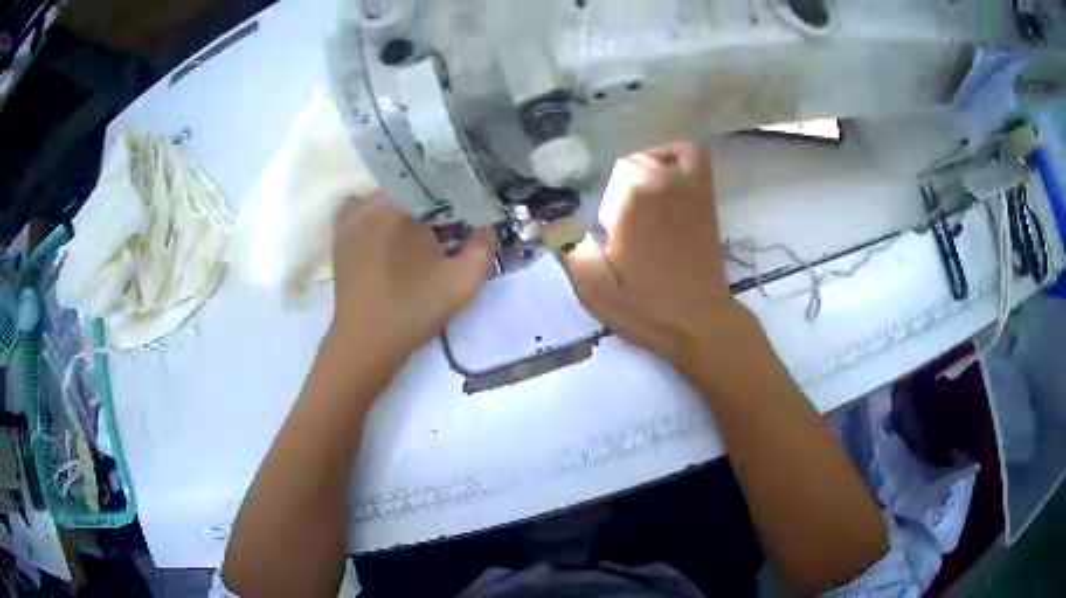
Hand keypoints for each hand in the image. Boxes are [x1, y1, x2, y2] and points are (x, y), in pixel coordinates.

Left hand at [329, 197, 494, 364]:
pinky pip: (362, 210)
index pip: (437, 183)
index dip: (456, 197)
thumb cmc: (414, 308)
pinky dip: (377, 214)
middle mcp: (372, 202)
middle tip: (447, 227)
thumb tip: (485, 227)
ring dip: (405, 207)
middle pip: (411, 188)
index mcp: (402, 205)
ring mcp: (350, 218)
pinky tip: (388, 235)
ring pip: (387, 197)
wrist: (367, 341)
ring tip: (419, 233)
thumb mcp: (464, 281)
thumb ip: (483, 246)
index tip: (467, 216)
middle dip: (432, 203)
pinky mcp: (340, 236)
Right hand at [563, 142, 745, 365]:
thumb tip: (546, 222)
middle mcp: (664, 183)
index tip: (612, 238)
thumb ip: (568, 246)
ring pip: (660, 156)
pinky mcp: (706, 198)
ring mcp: (690, 188)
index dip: (607, 208)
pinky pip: (692, 156)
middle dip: (620, 192)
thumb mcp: (593, 286)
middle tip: (625, 227)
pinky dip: (676, 158)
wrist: (697, 322)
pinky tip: (666, 182)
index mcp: (634, 201)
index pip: (614, 178)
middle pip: (632, 164)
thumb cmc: (645, 307)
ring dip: (645, 173)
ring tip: (642, 202)